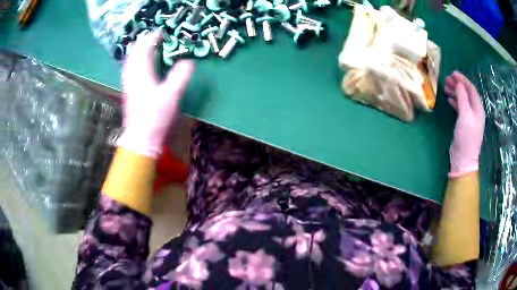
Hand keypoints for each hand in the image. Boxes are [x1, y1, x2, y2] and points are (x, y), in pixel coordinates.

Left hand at [118, 31, 194, 157]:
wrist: (141, 138)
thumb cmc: (155, 117)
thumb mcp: (172, 95)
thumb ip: (181, 75)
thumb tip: (188, 61)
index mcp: (142, 73)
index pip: (144, 48)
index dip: (152, 38)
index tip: (161, 33)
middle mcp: (132, 75)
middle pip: (134, 52)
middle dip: (143, 42)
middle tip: (153, 37)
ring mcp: (128, 84)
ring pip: (129, 61)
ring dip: (137, 51)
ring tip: (145, 47)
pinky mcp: (128, 91)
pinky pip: (128, 70)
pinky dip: (134, 62)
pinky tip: (138, 66)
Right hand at [445, 71, 485, 177]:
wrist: (463, 159)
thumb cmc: (466, 137)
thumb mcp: (465, 115)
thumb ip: (462, 98)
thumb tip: (458, 84)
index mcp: (478, 108)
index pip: (471, 89)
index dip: (463, 79)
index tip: (453, 73)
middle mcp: (475, 111)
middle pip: (467, 93)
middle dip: (458, 85)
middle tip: (447, 80)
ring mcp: (470, 118)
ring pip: (463, 99)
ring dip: (456, 92)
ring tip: (446, 88)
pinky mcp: (465, 123)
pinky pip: (461, 107)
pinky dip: (455, 101)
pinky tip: (449, 100)